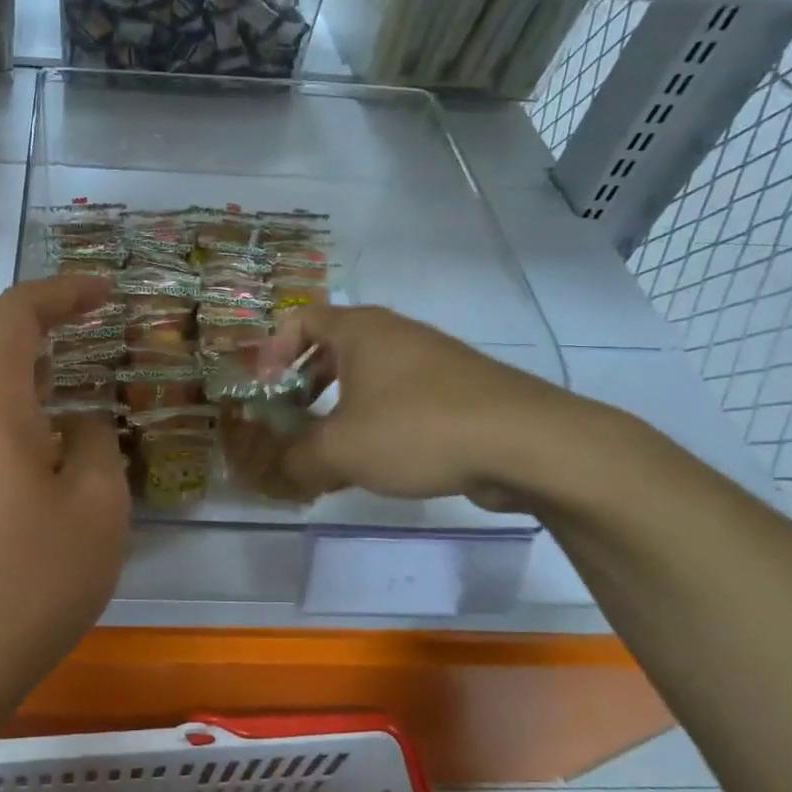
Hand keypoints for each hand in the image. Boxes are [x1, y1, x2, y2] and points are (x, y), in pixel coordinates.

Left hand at [0, 275, 130, 710]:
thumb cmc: (32, 580)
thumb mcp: (96, 508)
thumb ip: (94, 444)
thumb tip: (76, 424)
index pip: (16, 312)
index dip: (63, 291)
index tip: (107, 294)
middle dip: (37, 309)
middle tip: (89, 316)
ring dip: (19, 347)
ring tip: (72, 357)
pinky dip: (7, 386)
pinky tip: (44, 416)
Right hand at [269, 304, 590, 508]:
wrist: (526, 442)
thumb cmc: (417, 428)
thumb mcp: (342, 450)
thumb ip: (298, 460)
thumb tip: (277, 472)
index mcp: (361, 330)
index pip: (301, 319)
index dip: (273, 350)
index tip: (265, 389)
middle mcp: (395, 334)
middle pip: (333, 347)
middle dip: (304, 383)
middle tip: (290, 419)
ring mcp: (431, 360)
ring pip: (368, 376)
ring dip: (339, 406)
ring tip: (329, 448)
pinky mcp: (458, 391)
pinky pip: (399, 397)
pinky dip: (376, 420)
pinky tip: (376, 461)